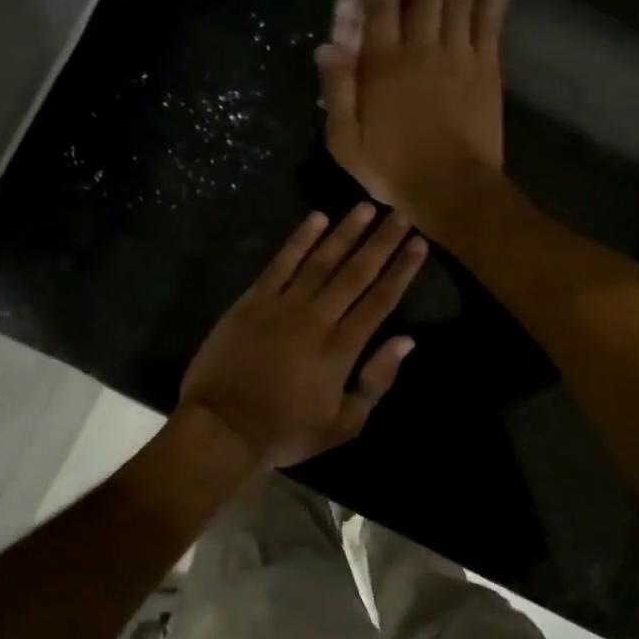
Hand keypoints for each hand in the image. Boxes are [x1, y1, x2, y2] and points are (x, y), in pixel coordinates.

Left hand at [178, 205, 426, 470]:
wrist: (220, 428)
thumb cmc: (284, 431)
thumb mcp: (342, 425)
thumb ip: (376, 382)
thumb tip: (406, 341)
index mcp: (342, 349)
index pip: (380, 300)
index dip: (401, 270)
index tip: (418, 243)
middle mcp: (317, 318)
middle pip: (356, 273)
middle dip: (381, 242)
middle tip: (401, 214)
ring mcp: (283, 305)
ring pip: (322, 260)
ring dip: (346, 232)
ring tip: (366, 207)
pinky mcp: (253, 300)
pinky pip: (280, 263)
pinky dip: (299, 239)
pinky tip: (316, 217)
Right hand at [318, 0, 514, 229]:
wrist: (453, 190)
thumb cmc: (394, 169)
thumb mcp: (346, 141)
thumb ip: (337, 91)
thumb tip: (329, 45)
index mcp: (384, 66)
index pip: (378, 5)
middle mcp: (422, 49)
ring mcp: (459, 55)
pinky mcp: (487, 68)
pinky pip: (490, 21)